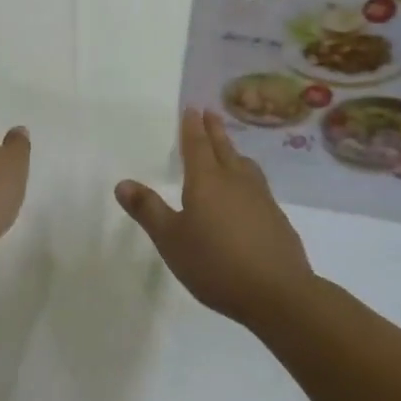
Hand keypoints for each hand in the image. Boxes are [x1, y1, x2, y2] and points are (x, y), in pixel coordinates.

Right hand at [115, 108, 312, 328]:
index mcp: (206, 181)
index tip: (192, 108)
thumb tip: (122, 183)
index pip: (196, 145)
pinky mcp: (277, 219)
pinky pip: (258, 186)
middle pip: (223, 148)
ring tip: (231, 149)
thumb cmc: (216, 263)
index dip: (192, 126)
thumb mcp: (171, 240)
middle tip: (210, 112)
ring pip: (245, 165)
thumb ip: (148, 210)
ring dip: (234, 152)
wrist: (278, 293)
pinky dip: (249, 177)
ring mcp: (261, 198)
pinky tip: (249, 193)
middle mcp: (234, 181)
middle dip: (214, 130)